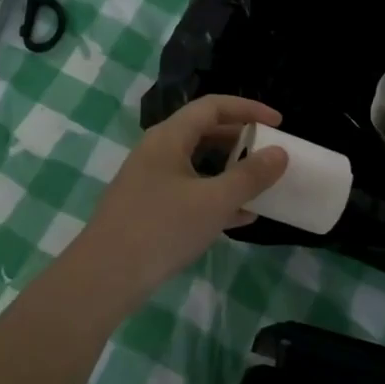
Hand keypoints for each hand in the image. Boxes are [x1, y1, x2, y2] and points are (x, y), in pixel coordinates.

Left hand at [70, 95, 289, 300]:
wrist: (105, 277)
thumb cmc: (162, 228)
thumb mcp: (214, 201)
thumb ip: (250, 176)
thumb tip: (280, 153)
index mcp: (169, 137)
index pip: (213, 106)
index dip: (248, 109)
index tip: (278, 123)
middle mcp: (157, 151)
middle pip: (204, 132)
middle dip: (240, 140)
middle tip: (269, 152)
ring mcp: (149, 180)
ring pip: (197, 164)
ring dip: (229, 171)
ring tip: (259, 185)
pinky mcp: (148, 208)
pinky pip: (189, 191)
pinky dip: (215, 196)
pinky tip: (240, 218)